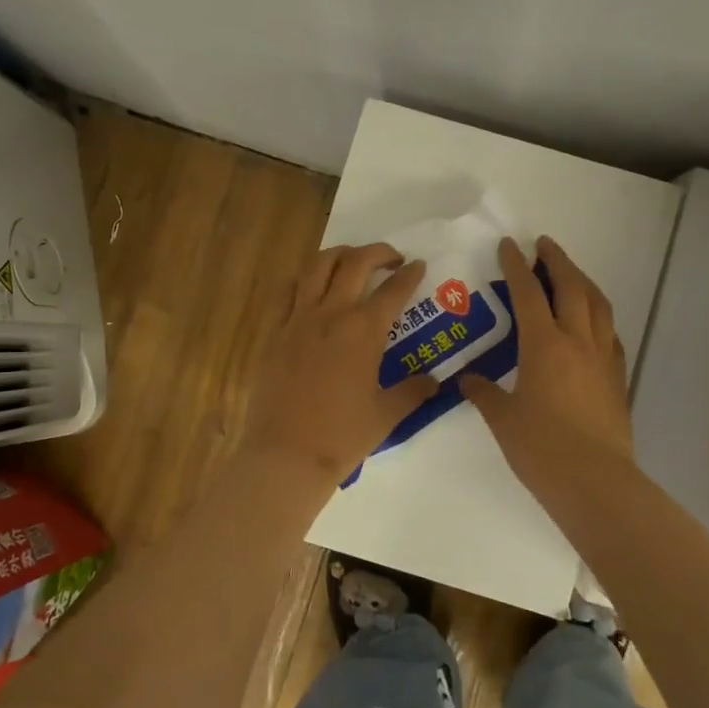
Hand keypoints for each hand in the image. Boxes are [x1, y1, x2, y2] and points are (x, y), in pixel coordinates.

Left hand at [241, 243, 441, 485]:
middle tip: (392, 258)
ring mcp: (298, 320)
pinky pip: (286, 292)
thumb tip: (435, 382)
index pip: (393, 290)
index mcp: (364, 331)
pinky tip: (310, 287)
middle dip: (378, 252)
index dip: (410, 274)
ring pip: (317, 266)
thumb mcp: (387, 415)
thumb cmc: (342, 436)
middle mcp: (331, 314)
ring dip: (339, 254)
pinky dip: (303, 280)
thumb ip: (413, 392)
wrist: (286, 455)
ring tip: (351, 260)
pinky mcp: (274, 333)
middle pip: (355, 263)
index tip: (418, 265)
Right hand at [461, 236, 632, 491]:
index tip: (509, 245)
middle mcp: (578, 342)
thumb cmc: (541, 449)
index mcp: (544, 346)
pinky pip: (610, 333)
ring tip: (570, 273)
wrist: (595, 482)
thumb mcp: (503, 419)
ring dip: (583, 281)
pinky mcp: (618, 378)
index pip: (529, 293)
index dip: (517, 266)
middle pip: (571, 287)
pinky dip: (598, 316)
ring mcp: (603, 358)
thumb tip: (468, 381)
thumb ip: (485, 393)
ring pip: (598, 305)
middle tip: (544, 245)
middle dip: (557, 260)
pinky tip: (591, 323)